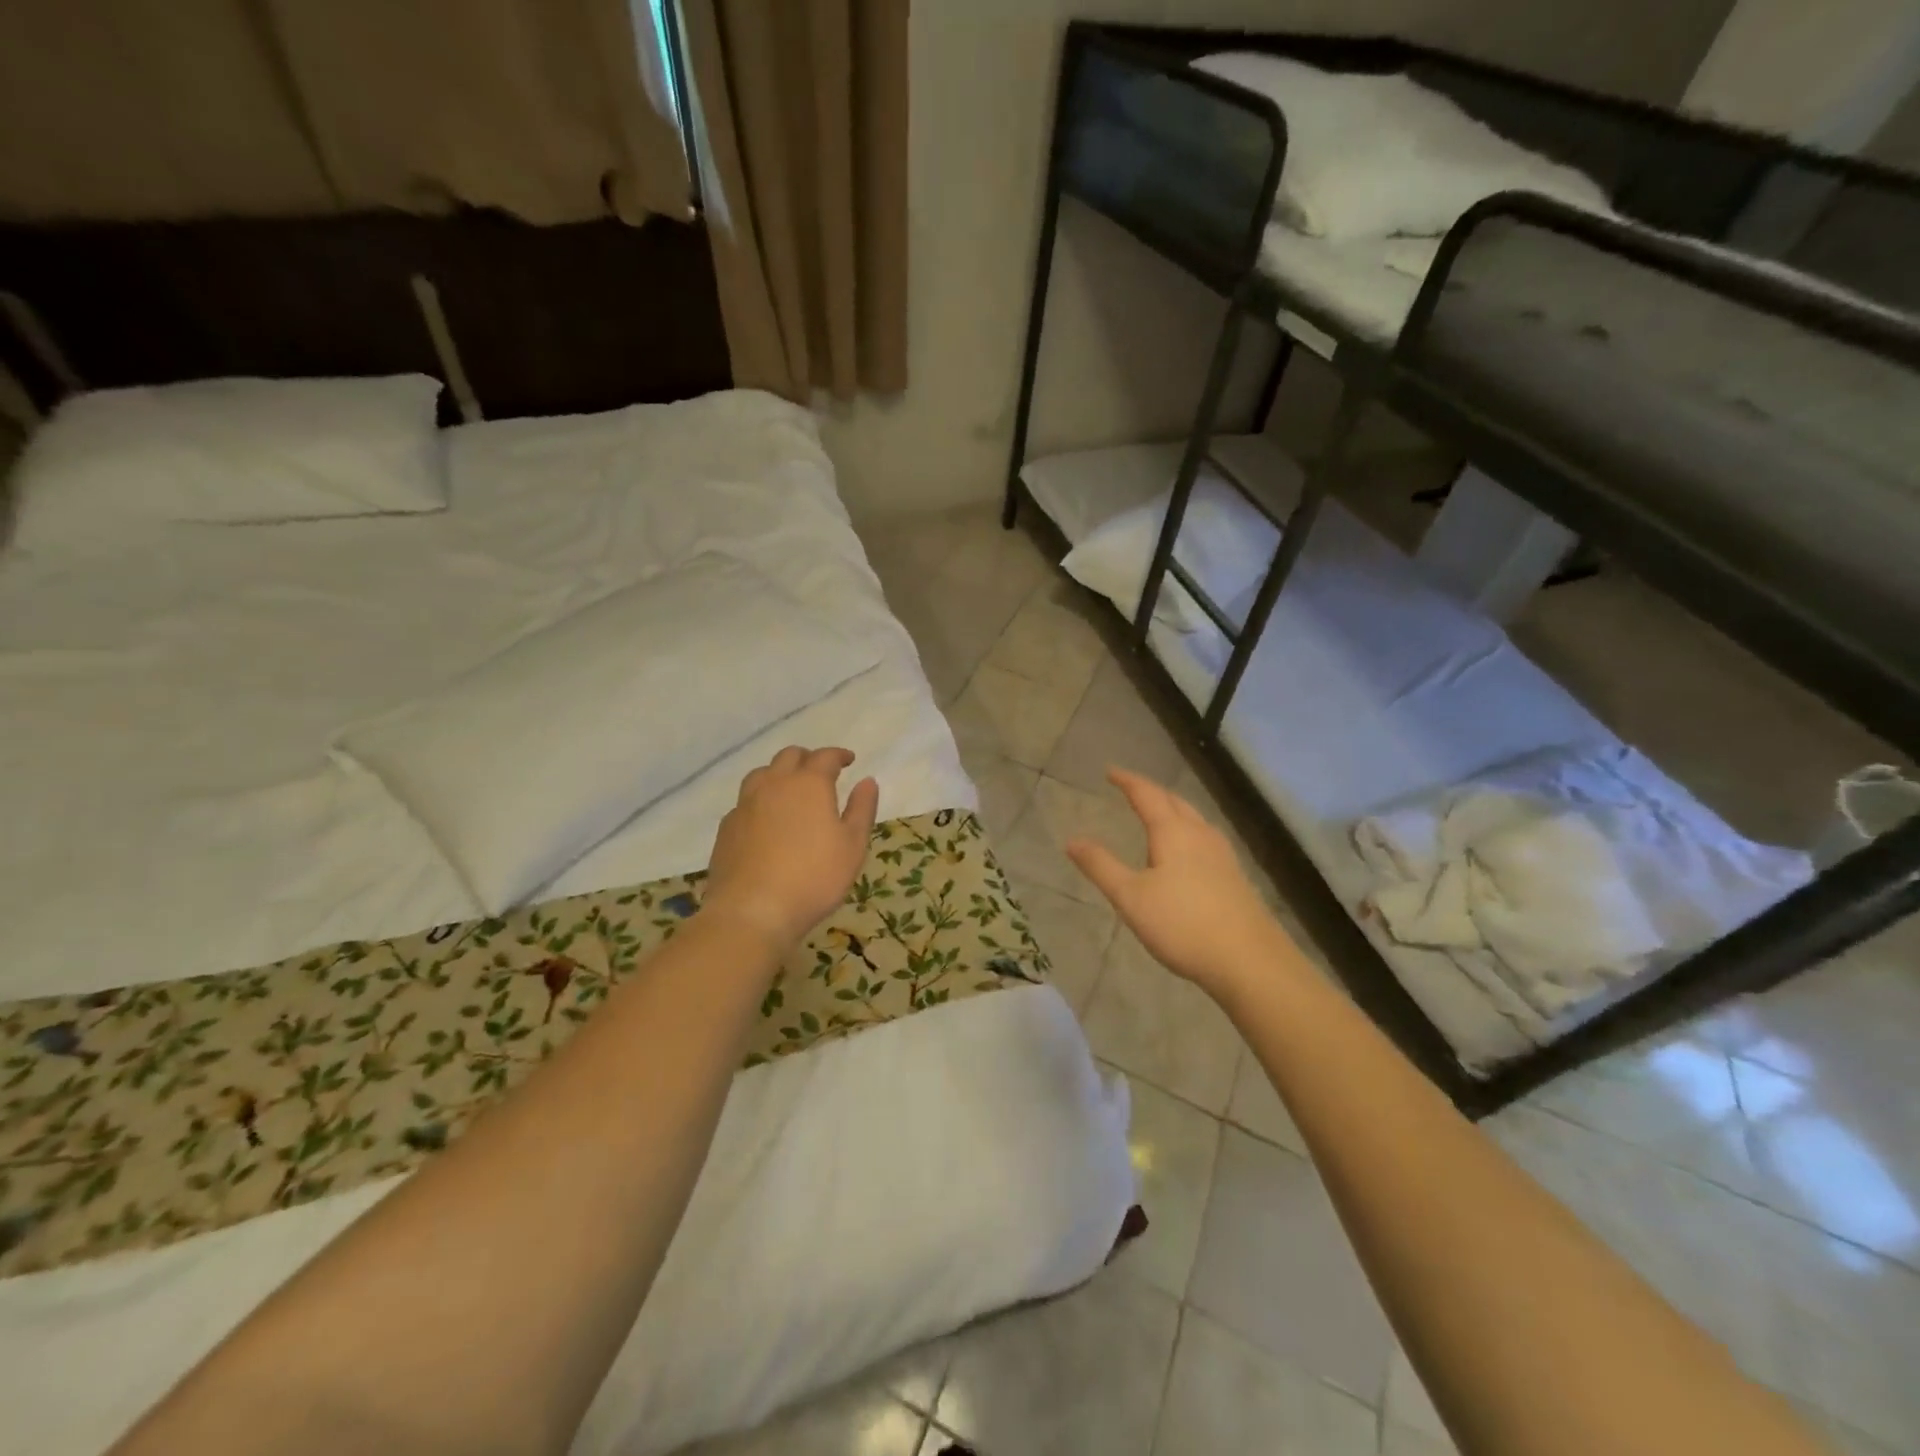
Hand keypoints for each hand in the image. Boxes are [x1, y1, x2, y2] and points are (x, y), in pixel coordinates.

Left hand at [703, 746, 879, 953]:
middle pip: (789, 756)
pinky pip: (745, 801)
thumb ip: (862, 809)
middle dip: (808, 759)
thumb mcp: (852, 846)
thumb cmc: (814, 878)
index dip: (839, 755)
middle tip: (821, 773)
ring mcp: (745, 804)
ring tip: (790, 791)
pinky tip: (766, 820)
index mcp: (809, 784)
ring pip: (762, 774)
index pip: (825, 757)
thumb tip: (867, 781)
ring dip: (779, 774)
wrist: (752, 911)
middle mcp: (774, 784)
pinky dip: (760, 800)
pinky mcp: (727, 826)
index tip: (849, 760)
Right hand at [1067, 768, 1293, 999]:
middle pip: (1174, 802)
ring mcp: (1222, 855)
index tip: (1110, 771)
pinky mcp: (1234, 876)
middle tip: (1131, 789)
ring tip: (1157, 814)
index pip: (1147, 795)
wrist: (1249, 960)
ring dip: (1172, 809)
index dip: (1127, 781)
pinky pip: (1205, 838)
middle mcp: (1200, 834)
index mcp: (1173, 832)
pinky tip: (1188, 851)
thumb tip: (1072, 840)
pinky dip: (1187, 831)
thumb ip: (1101, 866)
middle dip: (1151, 792)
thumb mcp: (1130, 897)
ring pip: (1194, 819)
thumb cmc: (1182, 924)